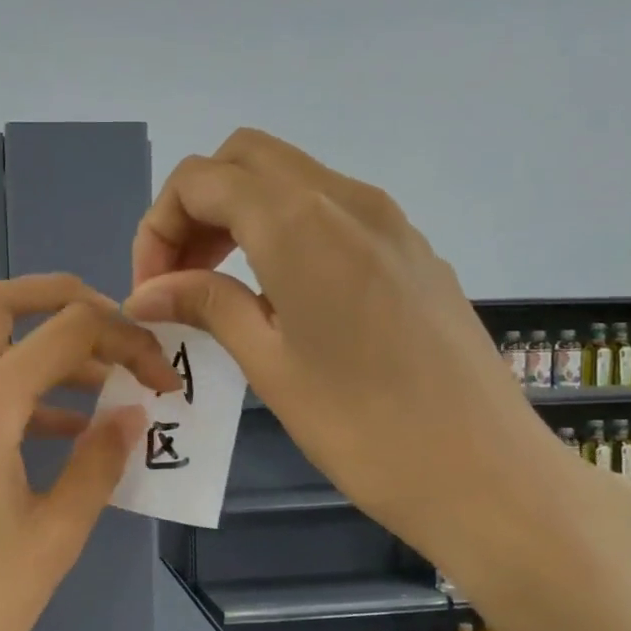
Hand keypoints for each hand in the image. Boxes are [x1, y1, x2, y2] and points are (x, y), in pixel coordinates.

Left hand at [0, 274, 178, 630]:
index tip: (162, 376)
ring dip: (44, 350)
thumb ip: (99, 461)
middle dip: (63, 300)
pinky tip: (67, 431)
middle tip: (118, 330)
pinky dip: (22, 391)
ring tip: (108, 389)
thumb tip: (132, 413)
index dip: (123, 337)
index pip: (64, 331)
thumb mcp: (57, 533)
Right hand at [126, 129, 611, 589]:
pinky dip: (284, 229)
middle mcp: (347, 199)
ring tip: (219, 288)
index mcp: (301, 224)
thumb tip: (145, 292)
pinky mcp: (411, 248)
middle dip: (196, 207)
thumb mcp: (269, 366)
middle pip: (245, 158)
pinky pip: (330, 210)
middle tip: (180, 278)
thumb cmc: (363, 429)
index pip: (202, 179)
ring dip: (239, 214)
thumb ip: (206, 307)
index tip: (152, 290)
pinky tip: (281, 297)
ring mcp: (388, 220)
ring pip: (290, 178)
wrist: (485, 472)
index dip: (159, 227)